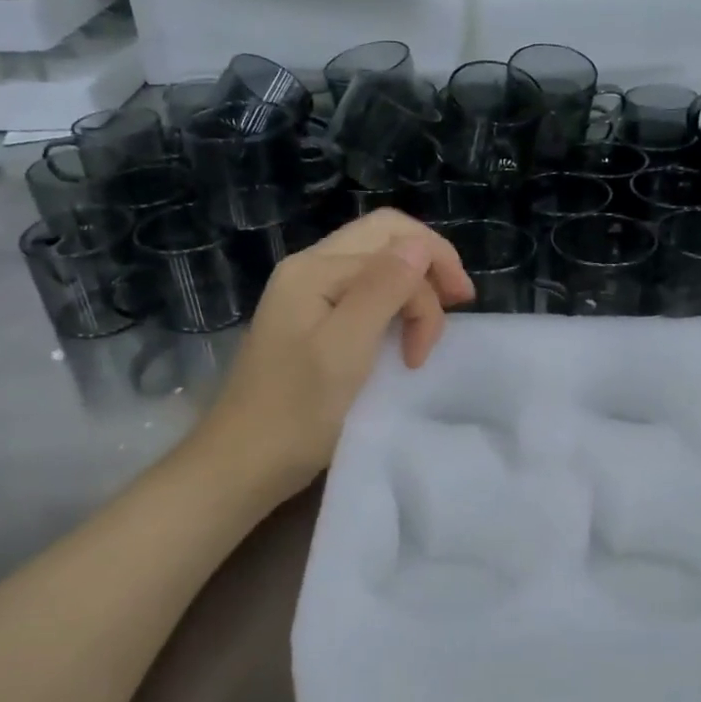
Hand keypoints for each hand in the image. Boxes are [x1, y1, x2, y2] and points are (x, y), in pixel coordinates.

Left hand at [195, 211, 476, 499]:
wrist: (242, 463)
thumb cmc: (296, 412)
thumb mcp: (345, 348)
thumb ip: (383, 290)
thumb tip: (420, 246)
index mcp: (315, 269)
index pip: (393, 244)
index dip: (430, 278)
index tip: (451, 326)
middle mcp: (309, 269)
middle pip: (383, 238)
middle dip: (428, 265)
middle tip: (459, 304)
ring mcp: (306, 294)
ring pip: (375, 264)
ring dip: (412, 287)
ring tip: (427, 331)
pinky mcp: (310, 321)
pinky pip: (363, 291)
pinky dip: (393, 304)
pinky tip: (402, 332)